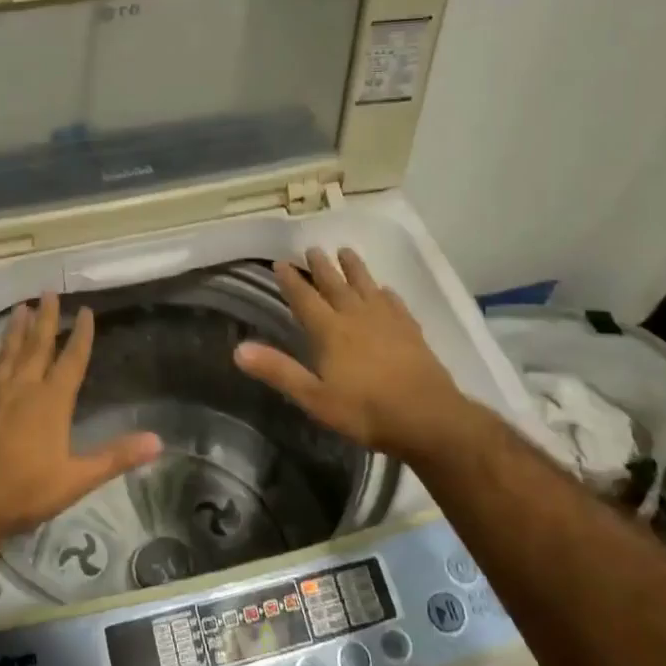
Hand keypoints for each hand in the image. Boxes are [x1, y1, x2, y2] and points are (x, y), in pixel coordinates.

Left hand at [0, 292, 161, 543]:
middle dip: (46, 319)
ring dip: (15, 330)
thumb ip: (116, 457)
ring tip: (21, 307)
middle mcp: (22, 389)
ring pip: (6, 354)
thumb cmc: (25, 491)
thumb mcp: (77, 479)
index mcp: (51, 402)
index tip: (86, 310)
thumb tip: (158, 441)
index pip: (72, 360)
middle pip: (37, 346)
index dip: (81, 335)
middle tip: (49, 291)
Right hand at [234, 247, 470, 459]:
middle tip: (312, 248)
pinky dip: (385, 293)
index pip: (305, 299)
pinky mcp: (411, 331)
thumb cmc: (365, 411)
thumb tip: (238, 349)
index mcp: (330, 331)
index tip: (280, 262)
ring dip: (354, 268)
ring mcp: (387, 321)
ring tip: (346, 251)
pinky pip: (394, 303)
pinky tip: (385, 290)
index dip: (291, 281)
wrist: (427, 417)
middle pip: (336, 285)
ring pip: (366, 286)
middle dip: (321, 267)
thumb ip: (278, 370)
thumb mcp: (314, 397)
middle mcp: (357, 317)